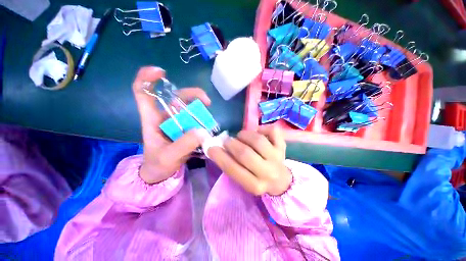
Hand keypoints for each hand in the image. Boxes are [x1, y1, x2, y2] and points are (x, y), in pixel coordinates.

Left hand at [132, 66, 210, 183]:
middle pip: (176, 97)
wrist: (162, 174)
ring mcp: (178, 122)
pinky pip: (196, 118)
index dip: (147, 78)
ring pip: (189, 107)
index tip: (161, 72)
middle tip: (207, 102)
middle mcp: (165, 117)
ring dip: (200, 108)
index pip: (143, 93)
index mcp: (152, 120)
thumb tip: (202, 131)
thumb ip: (183, 145)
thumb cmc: (158, 165)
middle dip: (192, 94)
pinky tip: (209, 126)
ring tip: (210, 119)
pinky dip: (203, 119)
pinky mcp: (187, 128)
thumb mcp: (168, 157)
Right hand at [207, 126, 290, 195]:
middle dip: (231, 144)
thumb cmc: (257, 179)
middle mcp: (267, 172)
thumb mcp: (243, 179)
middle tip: (227, 141)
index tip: (211, 147)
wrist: (280, 180)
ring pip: (257, 140)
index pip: (233, 169)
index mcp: (254, 185)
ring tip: (240, 136)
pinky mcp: (282, 146)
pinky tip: (257, 132)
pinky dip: (262, 128)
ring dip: (244, 135)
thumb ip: (231, 165)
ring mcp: (277, 157)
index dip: (219, 156)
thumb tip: (216, 148)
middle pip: (245, 153)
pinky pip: (272, 131)